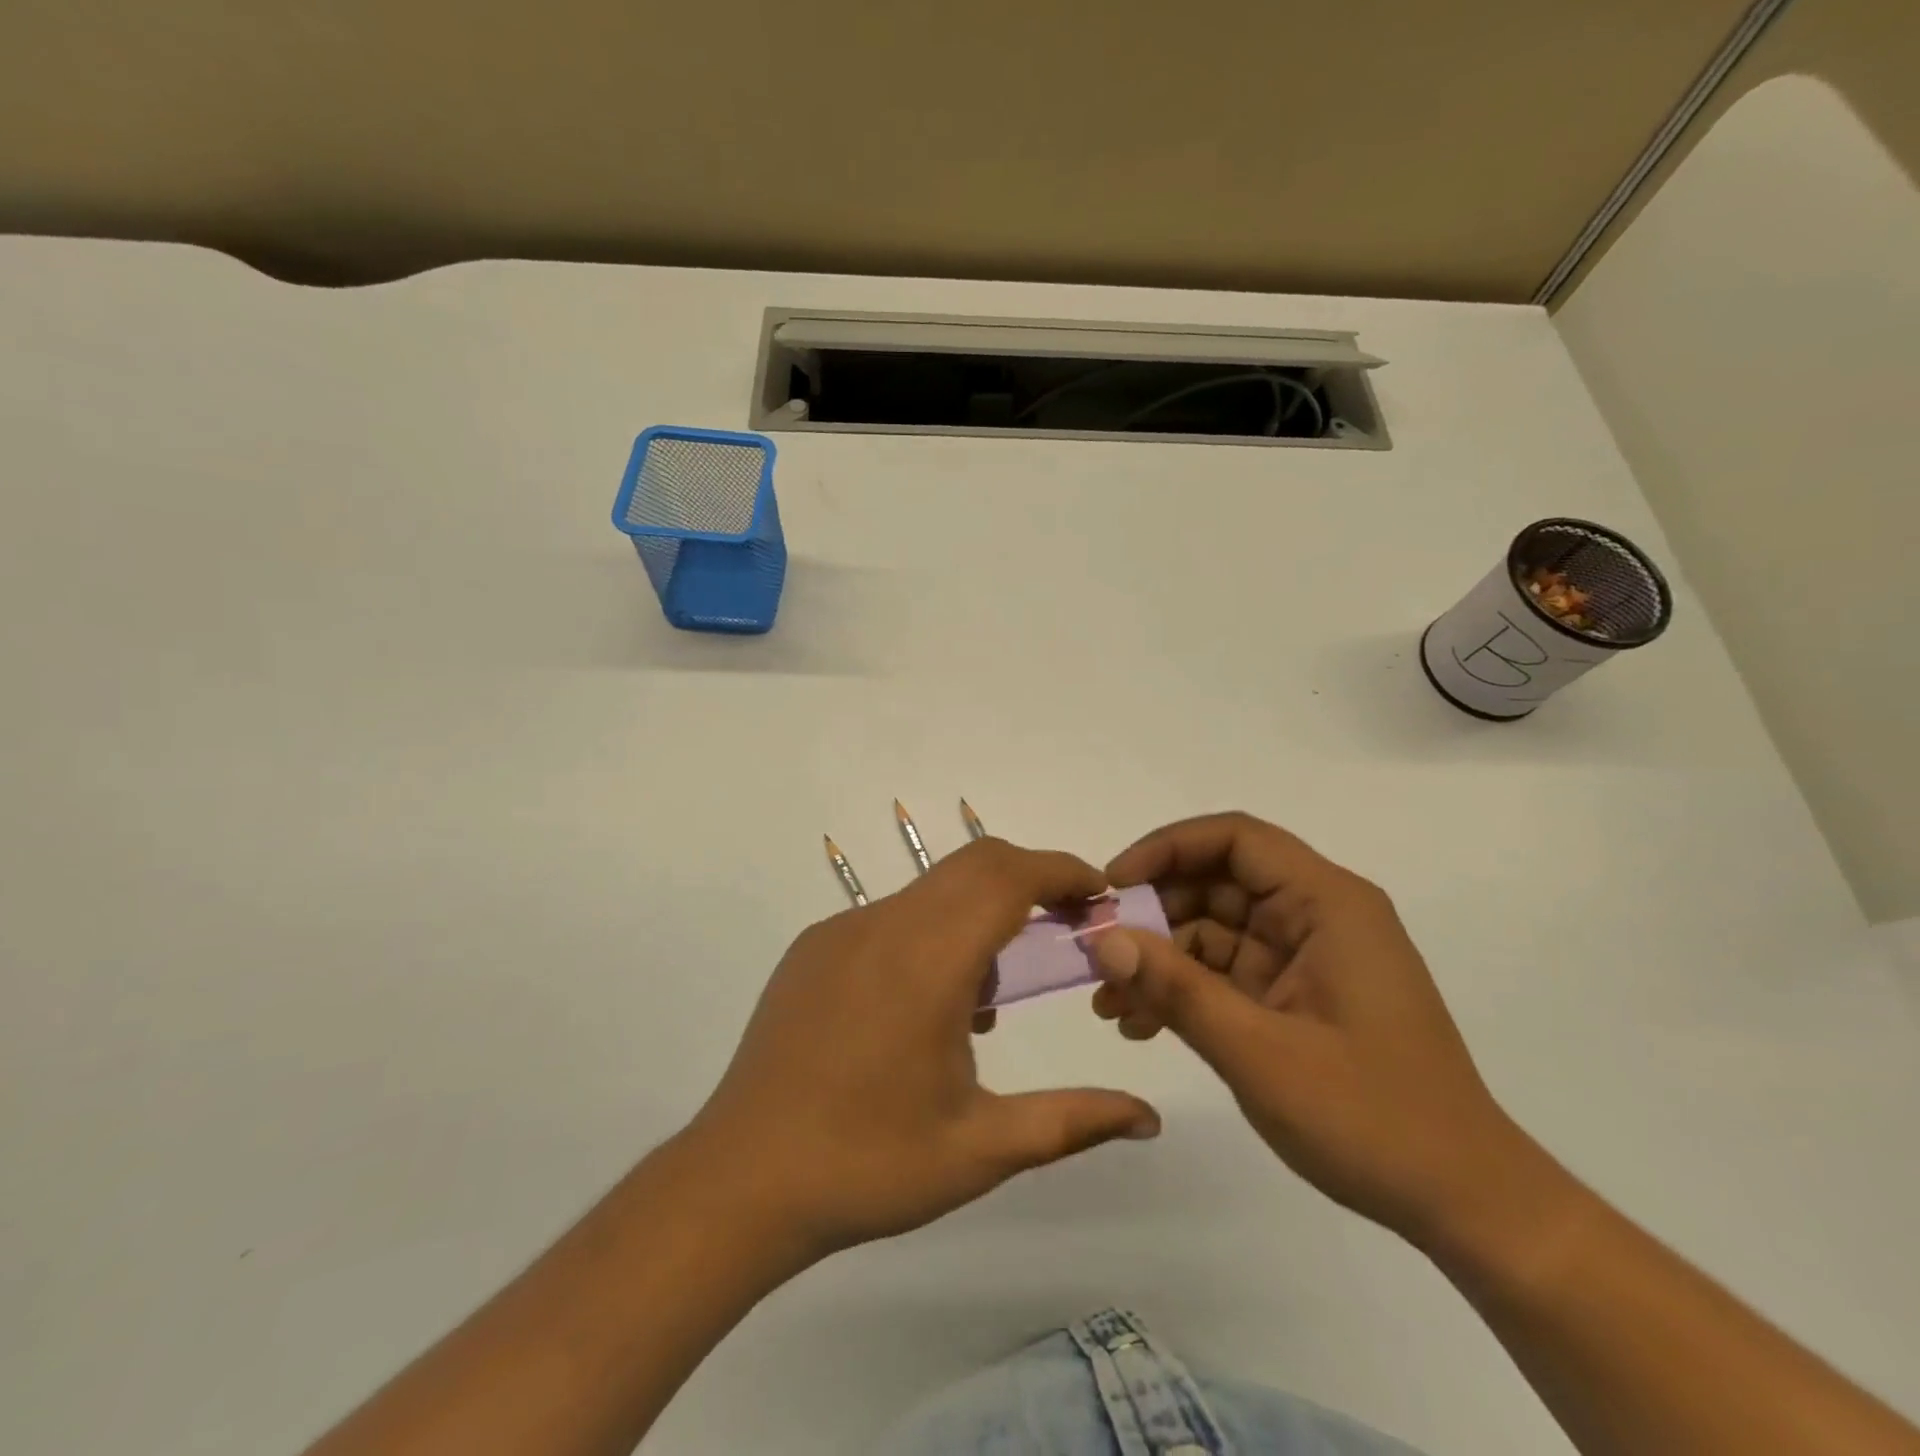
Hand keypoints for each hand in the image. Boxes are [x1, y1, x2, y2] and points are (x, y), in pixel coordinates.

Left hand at [686, 839, 1160, 1259]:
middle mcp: (882, 925)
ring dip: (979, 913)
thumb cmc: (867, 1166)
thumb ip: (1073, 1121)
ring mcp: (840, 931)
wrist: (739, 1183)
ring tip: (989, 997)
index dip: (1063, 872)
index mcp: (927, 961)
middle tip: (1065, 931)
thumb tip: (1148, 1119)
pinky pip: (891, 917)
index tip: (1100, 896)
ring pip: (933, 890)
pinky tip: (927, 1006)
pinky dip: (933, 932)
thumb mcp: (981, 1149)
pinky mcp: (813, 947)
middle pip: (975, 865)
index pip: (1008, 878)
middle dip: (1031, 882)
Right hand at [1092, 812, 1527, 1244]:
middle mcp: (1316, 915)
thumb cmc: (1373, 1118)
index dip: (1166, 848)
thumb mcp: (1259, 1052)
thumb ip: (1176, 988)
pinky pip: (1224, 971)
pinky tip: (1140, 1026)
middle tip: (1099, 953)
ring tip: (1109, 1005)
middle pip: (1216, 881)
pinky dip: (1183, 989)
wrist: (1464, 1204)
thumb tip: (1103, 938)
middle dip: (1152, 913)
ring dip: (1158, 958)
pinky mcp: (1295, 994)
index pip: (1235, 839)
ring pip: (1212, 928)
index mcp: (1327, 903)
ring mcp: (1305, 956)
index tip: (1112, 886)